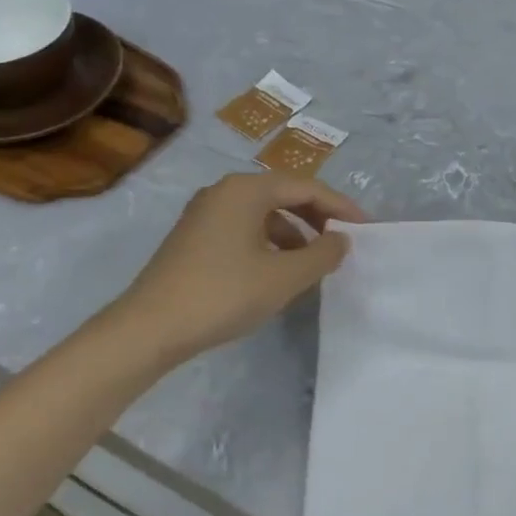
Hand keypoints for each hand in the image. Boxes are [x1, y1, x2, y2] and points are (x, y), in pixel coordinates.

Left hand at [111, 172, 364, 363]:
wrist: (149, 328)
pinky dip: (270, 242)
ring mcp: (205, 213)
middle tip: (343, 241)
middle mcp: (224, 191)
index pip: (306, 187)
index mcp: (246, 190)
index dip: (341, 207)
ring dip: (295, 232)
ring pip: (264, 213)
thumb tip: (341, 240)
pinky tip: (278, 271)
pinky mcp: (194, 237)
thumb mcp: (285, 277)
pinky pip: (245, 228)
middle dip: (318, 217)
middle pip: (284, 194)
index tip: (366, 228)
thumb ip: (322, 254)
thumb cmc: (224, 294)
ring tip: (314, 261)